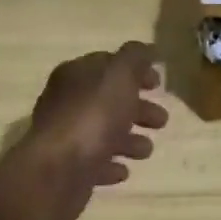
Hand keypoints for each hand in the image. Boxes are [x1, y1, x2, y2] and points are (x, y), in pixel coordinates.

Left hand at [0, 42, 168, 219]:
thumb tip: (147, 48)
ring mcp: (65, 136)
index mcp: (76, 74)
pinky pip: (94, 163)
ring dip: (128, 139)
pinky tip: (124, 170)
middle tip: (161, 120)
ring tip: (146, 150)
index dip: (136, 71)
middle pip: (108, 100)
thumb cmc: (93, 115)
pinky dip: (111, 164)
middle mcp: (66, 101)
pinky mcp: (66, 169)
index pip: (108, 64)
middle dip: (138, 108)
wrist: (58, 171)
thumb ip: (135, 57)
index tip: (158, 84)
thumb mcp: (120, 74)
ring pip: (103, 132)